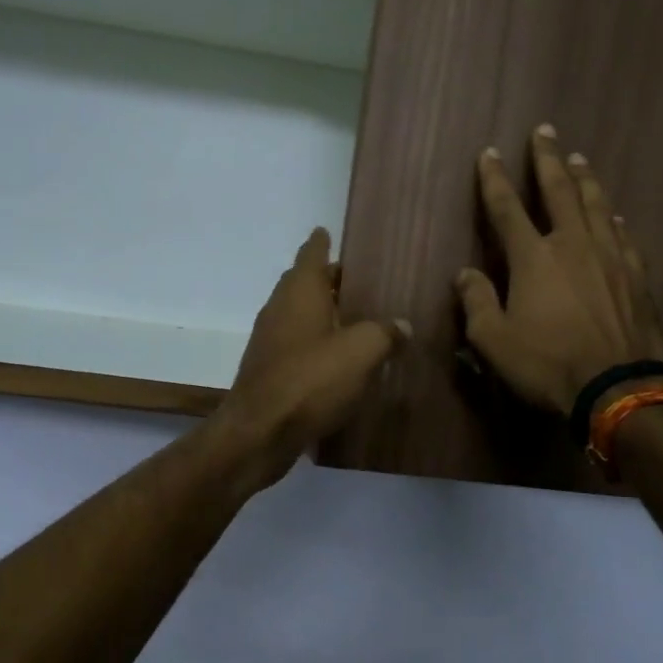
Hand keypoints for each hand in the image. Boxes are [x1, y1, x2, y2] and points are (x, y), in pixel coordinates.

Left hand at [212, 228, 407, 487]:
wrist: (260, 432)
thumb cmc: (311, 380)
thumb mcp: (360, 352)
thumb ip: (384, 333)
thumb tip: (402, 325)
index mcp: (300, 292)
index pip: (311, 254)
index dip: (321, 242)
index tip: (328, 230)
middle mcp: (280, 308)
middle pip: (303, 283)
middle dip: (327, 279)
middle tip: (358, 281)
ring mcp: (270, 340)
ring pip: (299, 315)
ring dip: (322, 313)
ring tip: (355, 318)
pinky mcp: (269, 370)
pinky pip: (297, 344)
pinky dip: (316, 342)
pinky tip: (338, 358)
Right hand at [457, 124, 662, 415]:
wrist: (618, 387)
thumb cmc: (548, 364)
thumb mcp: (494, 341)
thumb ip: (477, 302)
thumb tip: (465, 274)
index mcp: (533, 258)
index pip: (507, 208)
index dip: (495, 179)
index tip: (489, 153)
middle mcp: (572, 245)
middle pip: (559, 191)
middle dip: (547, 159)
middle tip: (544, 131)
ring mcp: (610, 257)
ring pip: (596, 205)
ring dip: (584, 179)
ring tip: (578, 158)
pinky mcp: (636, 275)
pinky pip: (622, 235)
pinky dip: (612, 219)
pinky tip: (612, 214)